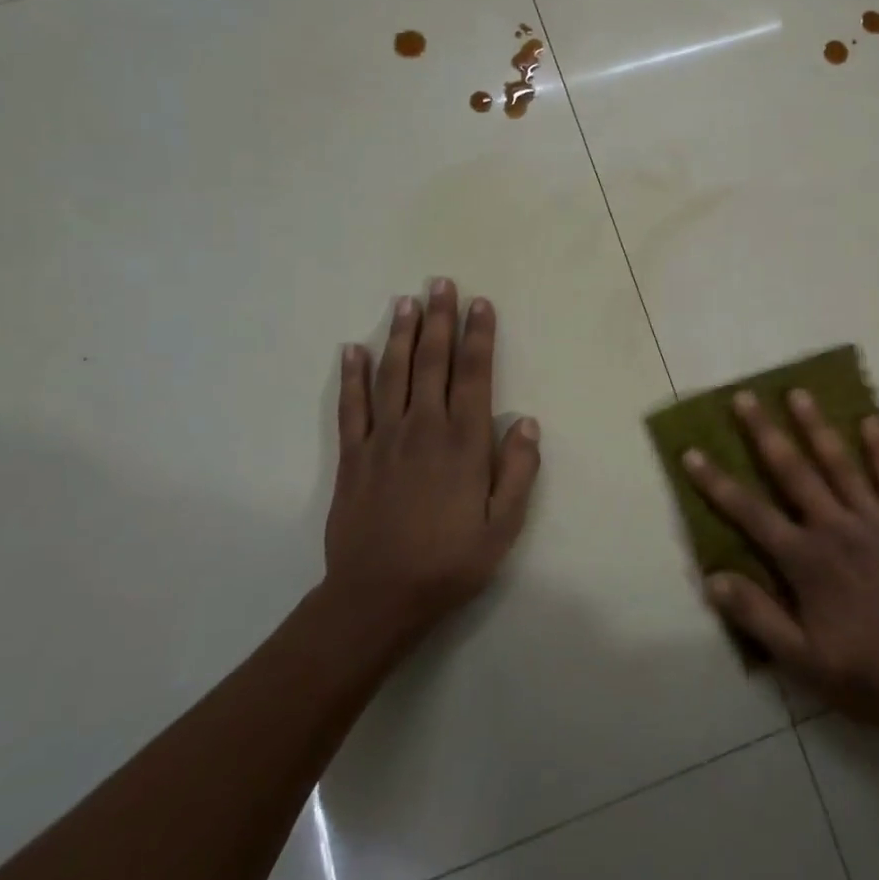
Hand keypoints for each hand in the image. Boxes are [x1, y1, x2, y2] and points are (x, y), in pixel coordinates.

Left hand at [318, 279, 539, 655]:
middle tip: (441, 283)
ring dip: (400, 334)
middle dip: (438, 319)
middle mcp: (423, 428)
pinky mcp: (352, 457)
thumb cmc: (451, 561)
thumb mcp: (504, 525)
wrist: (379, 596)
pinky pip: (351, 407)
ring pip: (392, 374)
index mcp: (463, 442)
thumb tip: (528, 423)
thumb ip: (518, 471)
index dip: (478, 336)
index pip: (474, 375)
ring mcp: (383, 439)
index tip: (480, 304)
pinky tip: (352, 350)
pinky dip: (352, 376)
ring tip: (406, 301)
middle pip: (431, 362)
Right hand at [683, 389, 878, 730]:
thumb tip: (713, 579)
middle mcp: (836, 528)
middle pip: (793, 471)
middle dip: (764, 432)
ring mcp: (877, 521)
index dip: (717, 483)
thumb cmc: (868, 674)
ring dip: (816, 426)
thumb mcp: (804, 662)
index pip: (751, 513)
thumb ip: (758, 617)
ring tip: (798, 393)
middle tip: (744, 397)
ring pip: (840, 463)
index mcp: (806, 561)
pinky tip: (871, 420)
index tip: (692, 453)